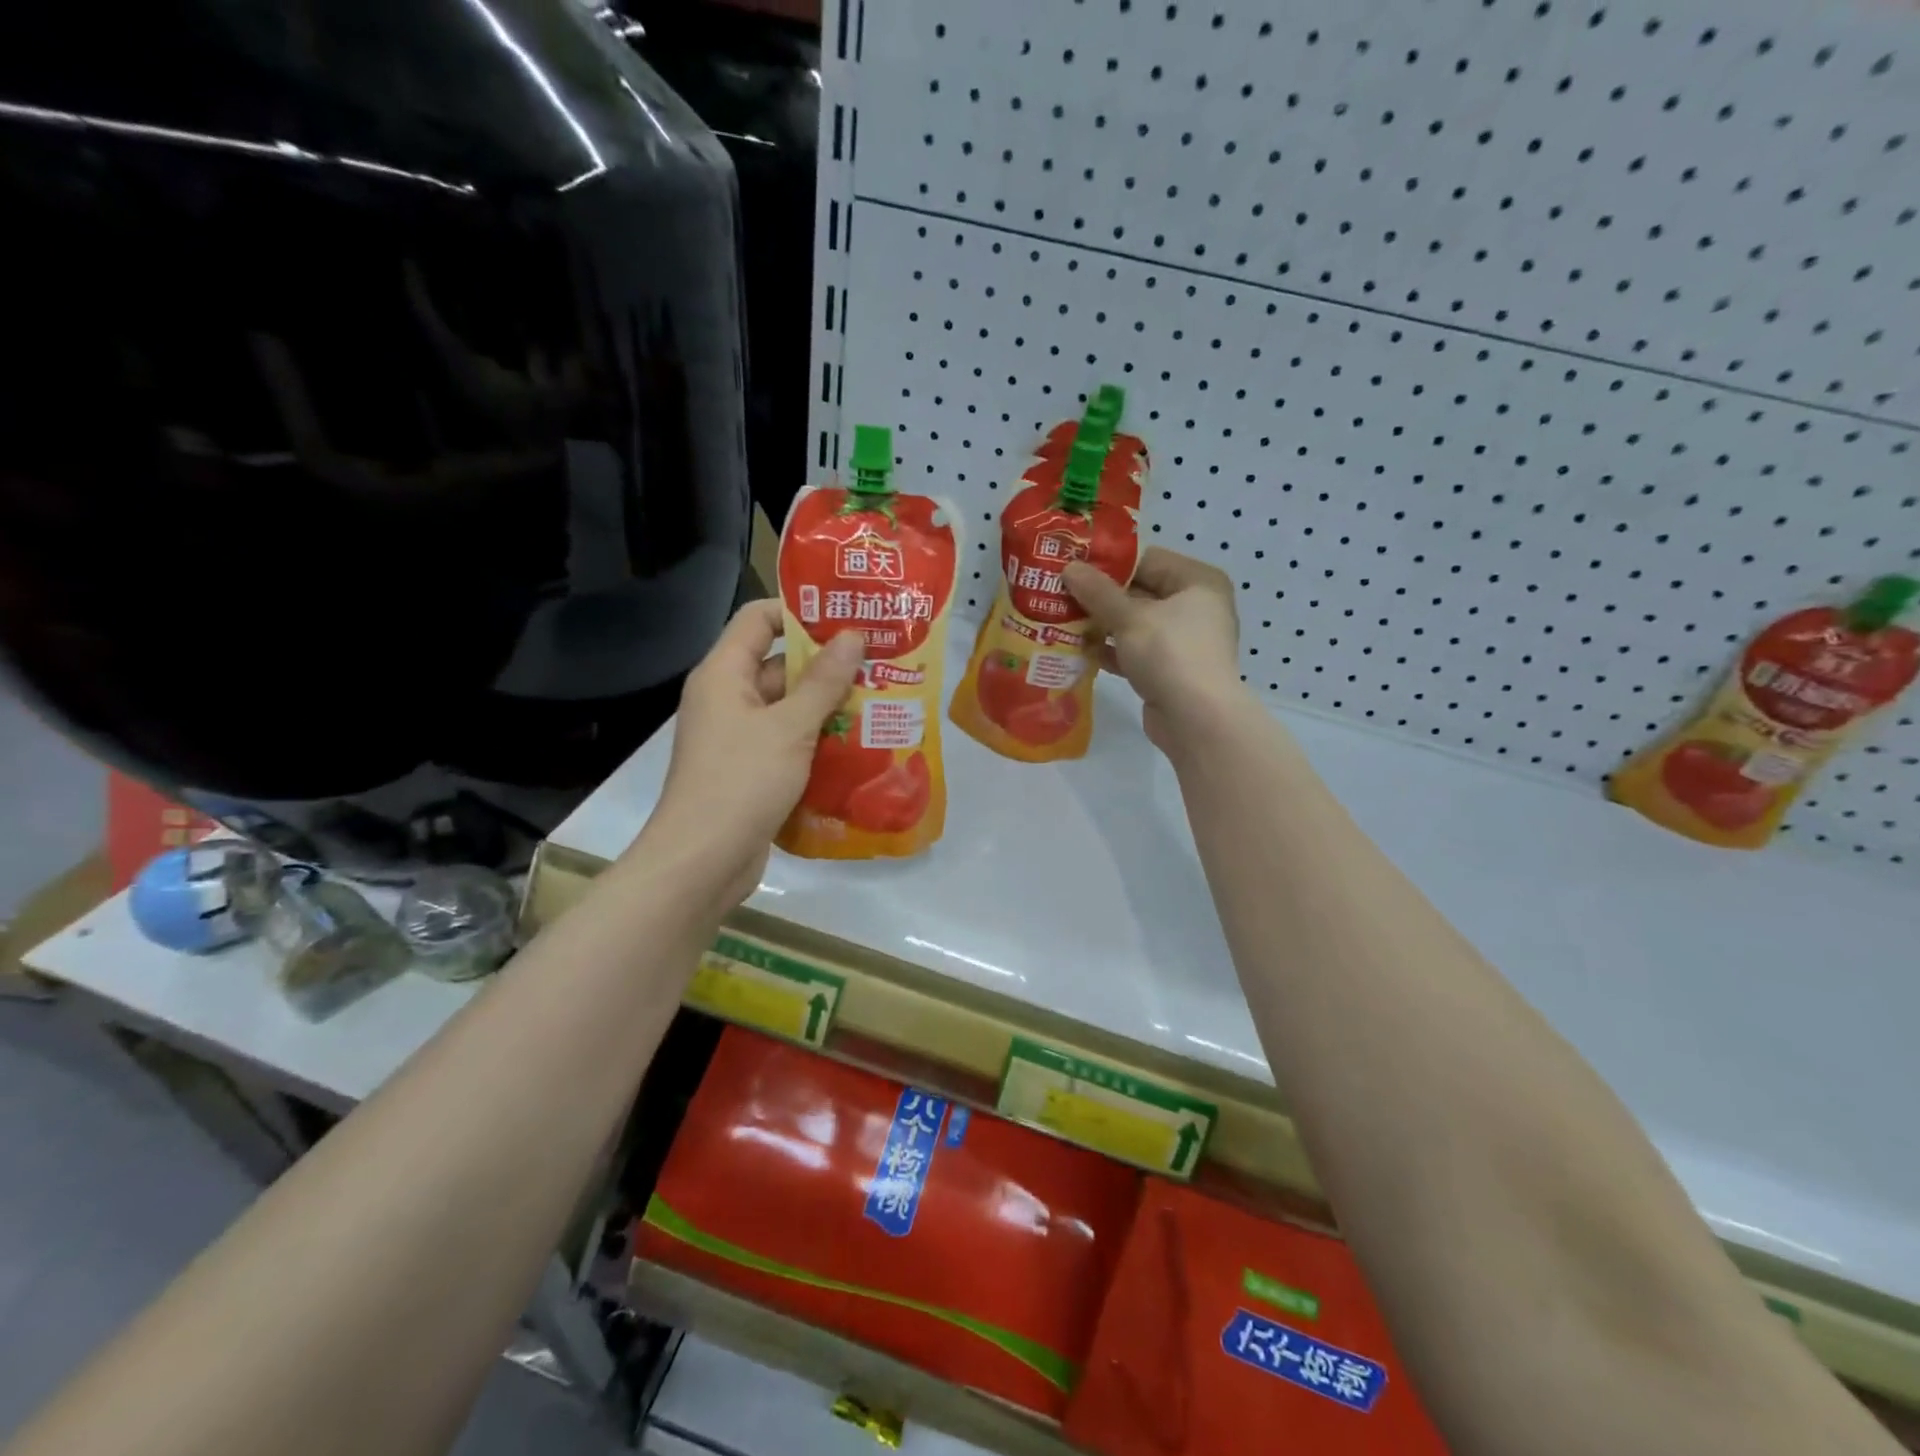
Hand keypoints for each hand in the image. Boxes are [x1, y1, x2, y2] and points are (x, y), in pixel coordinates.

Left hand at [641, 600, 863, 901]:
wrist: (702, 861)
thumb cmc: (742, 782)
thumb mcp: (790, 727)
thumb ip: (823, 681)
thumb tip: (852, 636)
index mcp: (724, 674)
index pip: (758, 618)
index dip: (799, 612)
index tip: (847, 617)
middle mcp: (727, 698)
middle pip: (778, 664)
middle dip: (827, 664)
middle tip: (879, 662)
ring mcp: (738, 737)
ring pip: (788, 707)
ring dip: (828, 705)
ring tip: (881, 700)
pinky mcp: (751, 770)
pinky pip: (788, 741)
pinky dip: (818, 740)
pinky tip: (859, 744)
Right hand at [1063, 547, 1243, 752]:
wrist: (1196, 720)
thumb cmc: (1169, 654)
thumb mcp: (1129, 618)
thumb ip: (1097, 592)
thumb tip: (1069, 568)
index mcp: (1197, 581)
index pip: (1147, 559)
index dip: (1108, 562)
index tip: (1072, 564)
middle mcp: (1195, 606)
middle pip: (1140, 591)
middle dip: (1100, 595)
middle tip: (1059, 592)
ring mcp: (1183, 641)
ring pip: (1135, 624)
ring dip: (1101, 624)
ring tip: (1061, 619)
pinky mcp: (1170, 670)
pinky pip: (1135, 651)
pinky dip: (1111, 650)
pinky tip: (1080, 650)